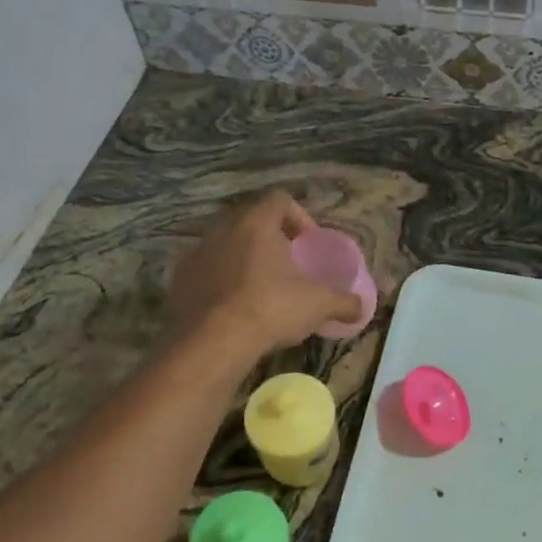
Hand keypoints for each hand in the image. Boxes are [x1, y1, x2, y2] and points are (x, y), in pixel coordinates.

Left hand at [170, 191, 362, 360]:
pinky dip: (220, 280)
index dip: (299, 218)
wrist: (213, 342)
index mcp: (257, 221)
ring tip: (259, 287)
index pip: (280, 200)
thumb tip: (361, 307)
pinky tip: (232, 306)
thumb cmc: (271, 308)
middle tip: (286, 263)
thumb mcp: (318, 304)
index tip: (308, 244)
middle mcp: (223, 227)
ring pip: (225, 244)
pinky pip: (205, 270)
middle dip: (270, 237)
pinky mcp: (179, 279)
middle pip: (250, 219)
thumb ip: (343, 302)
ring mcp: (197, 252)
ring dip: (243, 258)